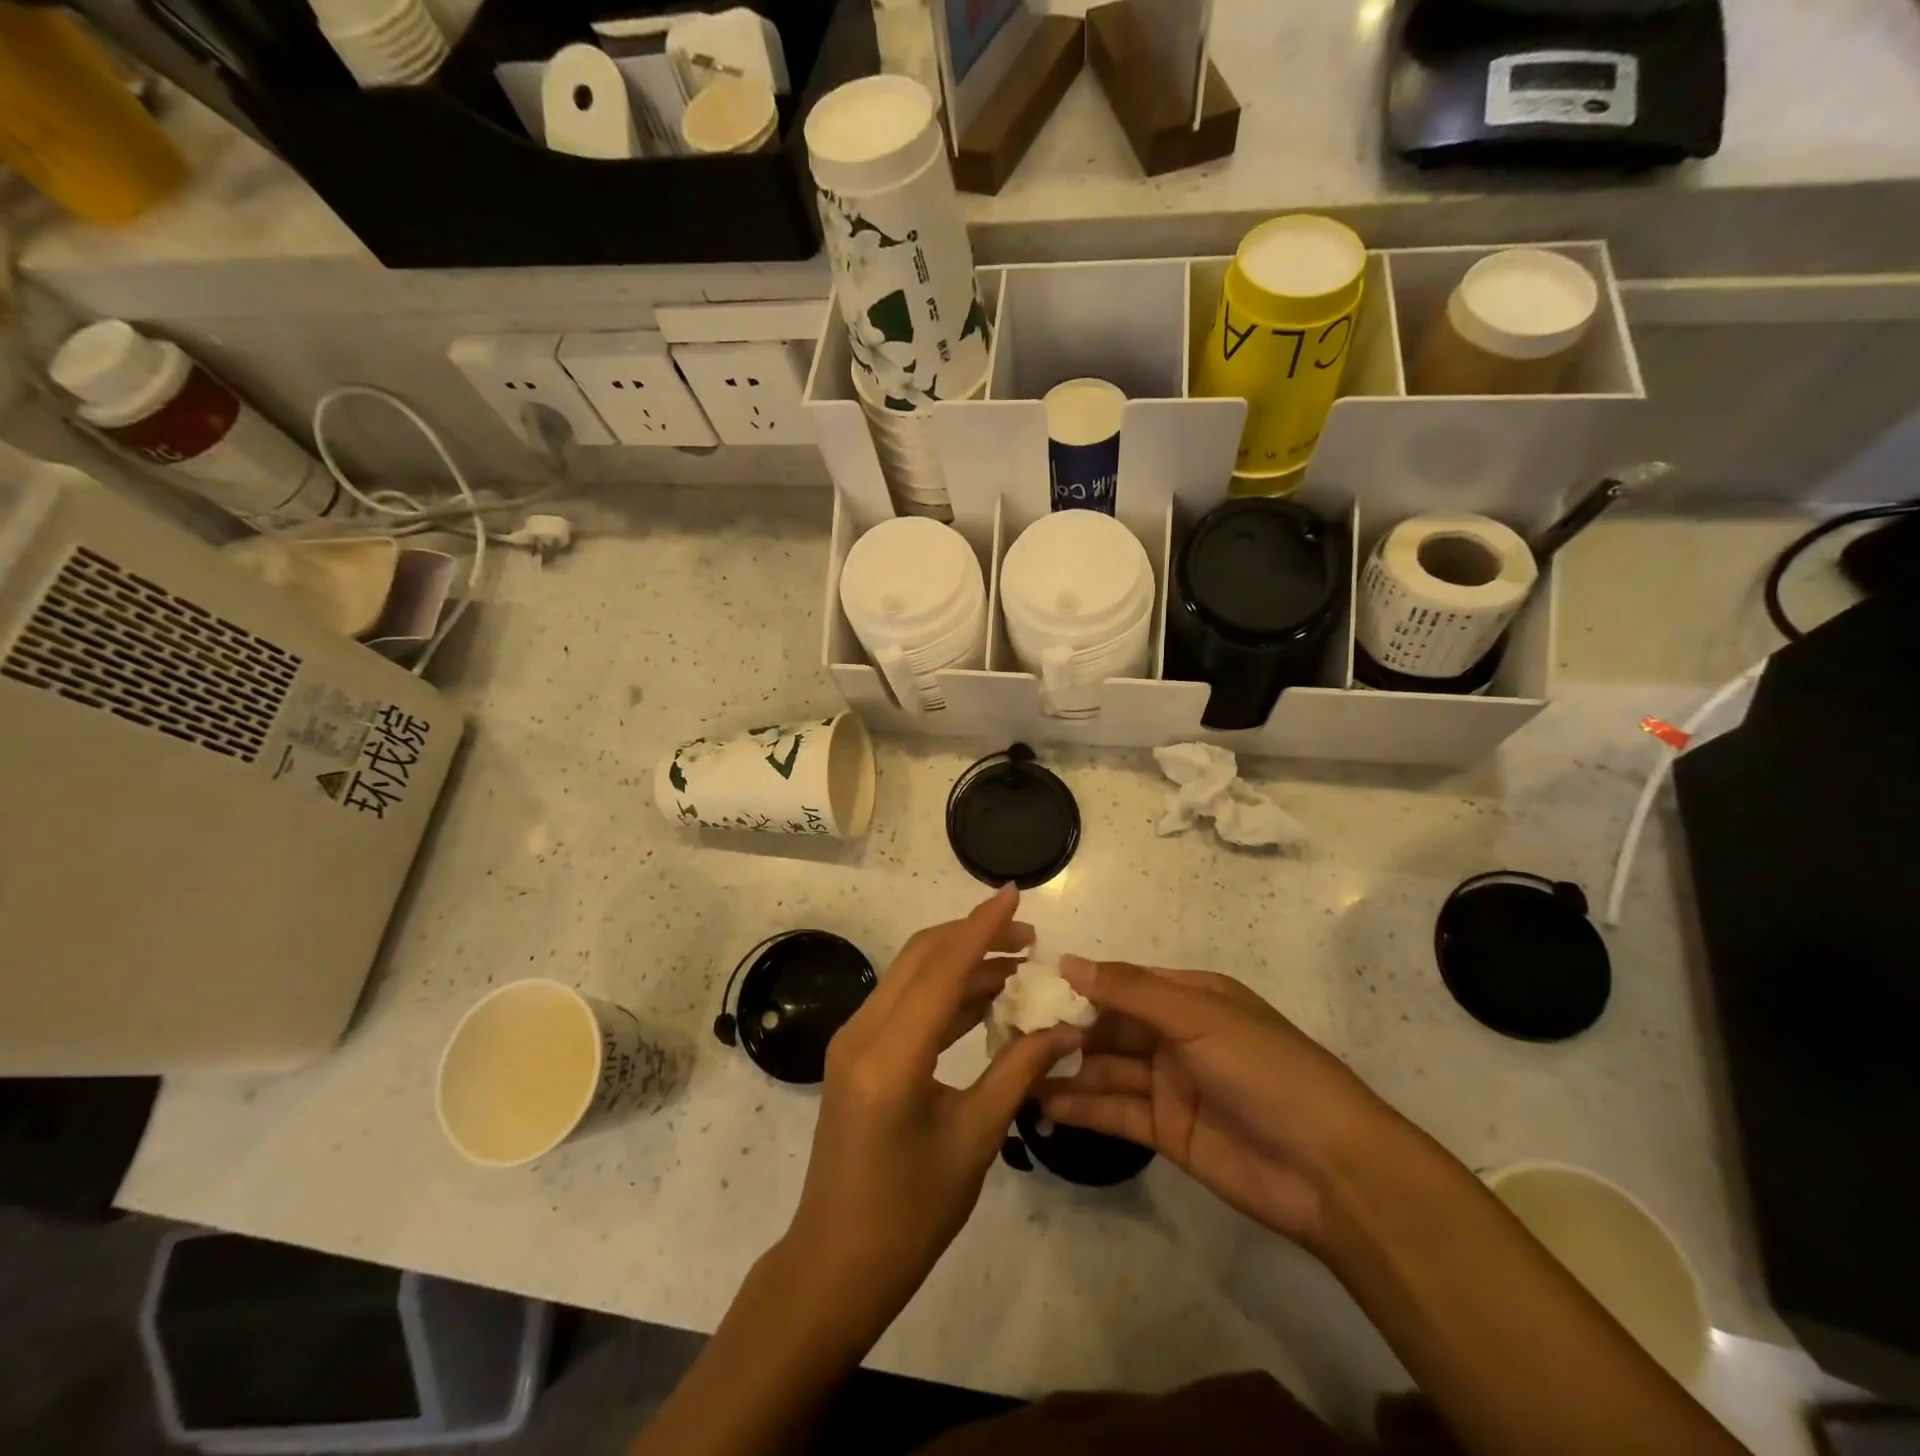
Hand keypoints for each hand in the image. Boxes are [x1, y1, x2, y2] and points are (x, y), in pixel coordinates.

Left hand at [783, 885, 1084, 1333]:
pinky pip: (905, 1003)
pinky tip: (984, 999)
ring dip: (961, 963)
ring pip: (912, 976)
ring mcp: (854, 1040)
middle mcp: (863, 1032)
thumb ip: (1018, 1073)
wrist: (836, 1264)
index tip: (1014, 892)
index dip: (982, 926)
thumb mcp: (974, 1140)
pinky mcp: (857, 1053)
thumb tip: (1065, 1029)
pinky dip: (944, 992)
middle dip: (974, 936)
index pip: (942, 969)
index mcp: (890, 1056)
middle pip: (922, 957)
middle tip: (1028, 938)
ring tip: (1017, 965)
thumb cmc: (910, 1214)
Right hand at [1039, 957, 1392, 1247]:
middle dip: (1064, 1028)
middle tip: (1008, 1034)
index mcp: (1189, 997)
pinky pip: (1114, 1111)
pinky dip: (1080, 1107)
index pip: (1120, 983)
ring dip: (1064, 1068)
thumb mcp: (1197, 1017)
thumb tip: (1067, 961)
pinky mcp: (1166, 1132)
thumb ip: (1130, 991)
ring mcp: (1169, 1085)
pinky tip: (1041, 1104)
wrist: (1330, 1170)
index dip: (1077, 984)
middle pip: (1108, 1027)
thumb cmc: (1264, 1070)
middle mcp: (1175, 1035)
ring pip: (1105, 1069)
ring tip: (1013, 1070)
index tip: (1027, 988)